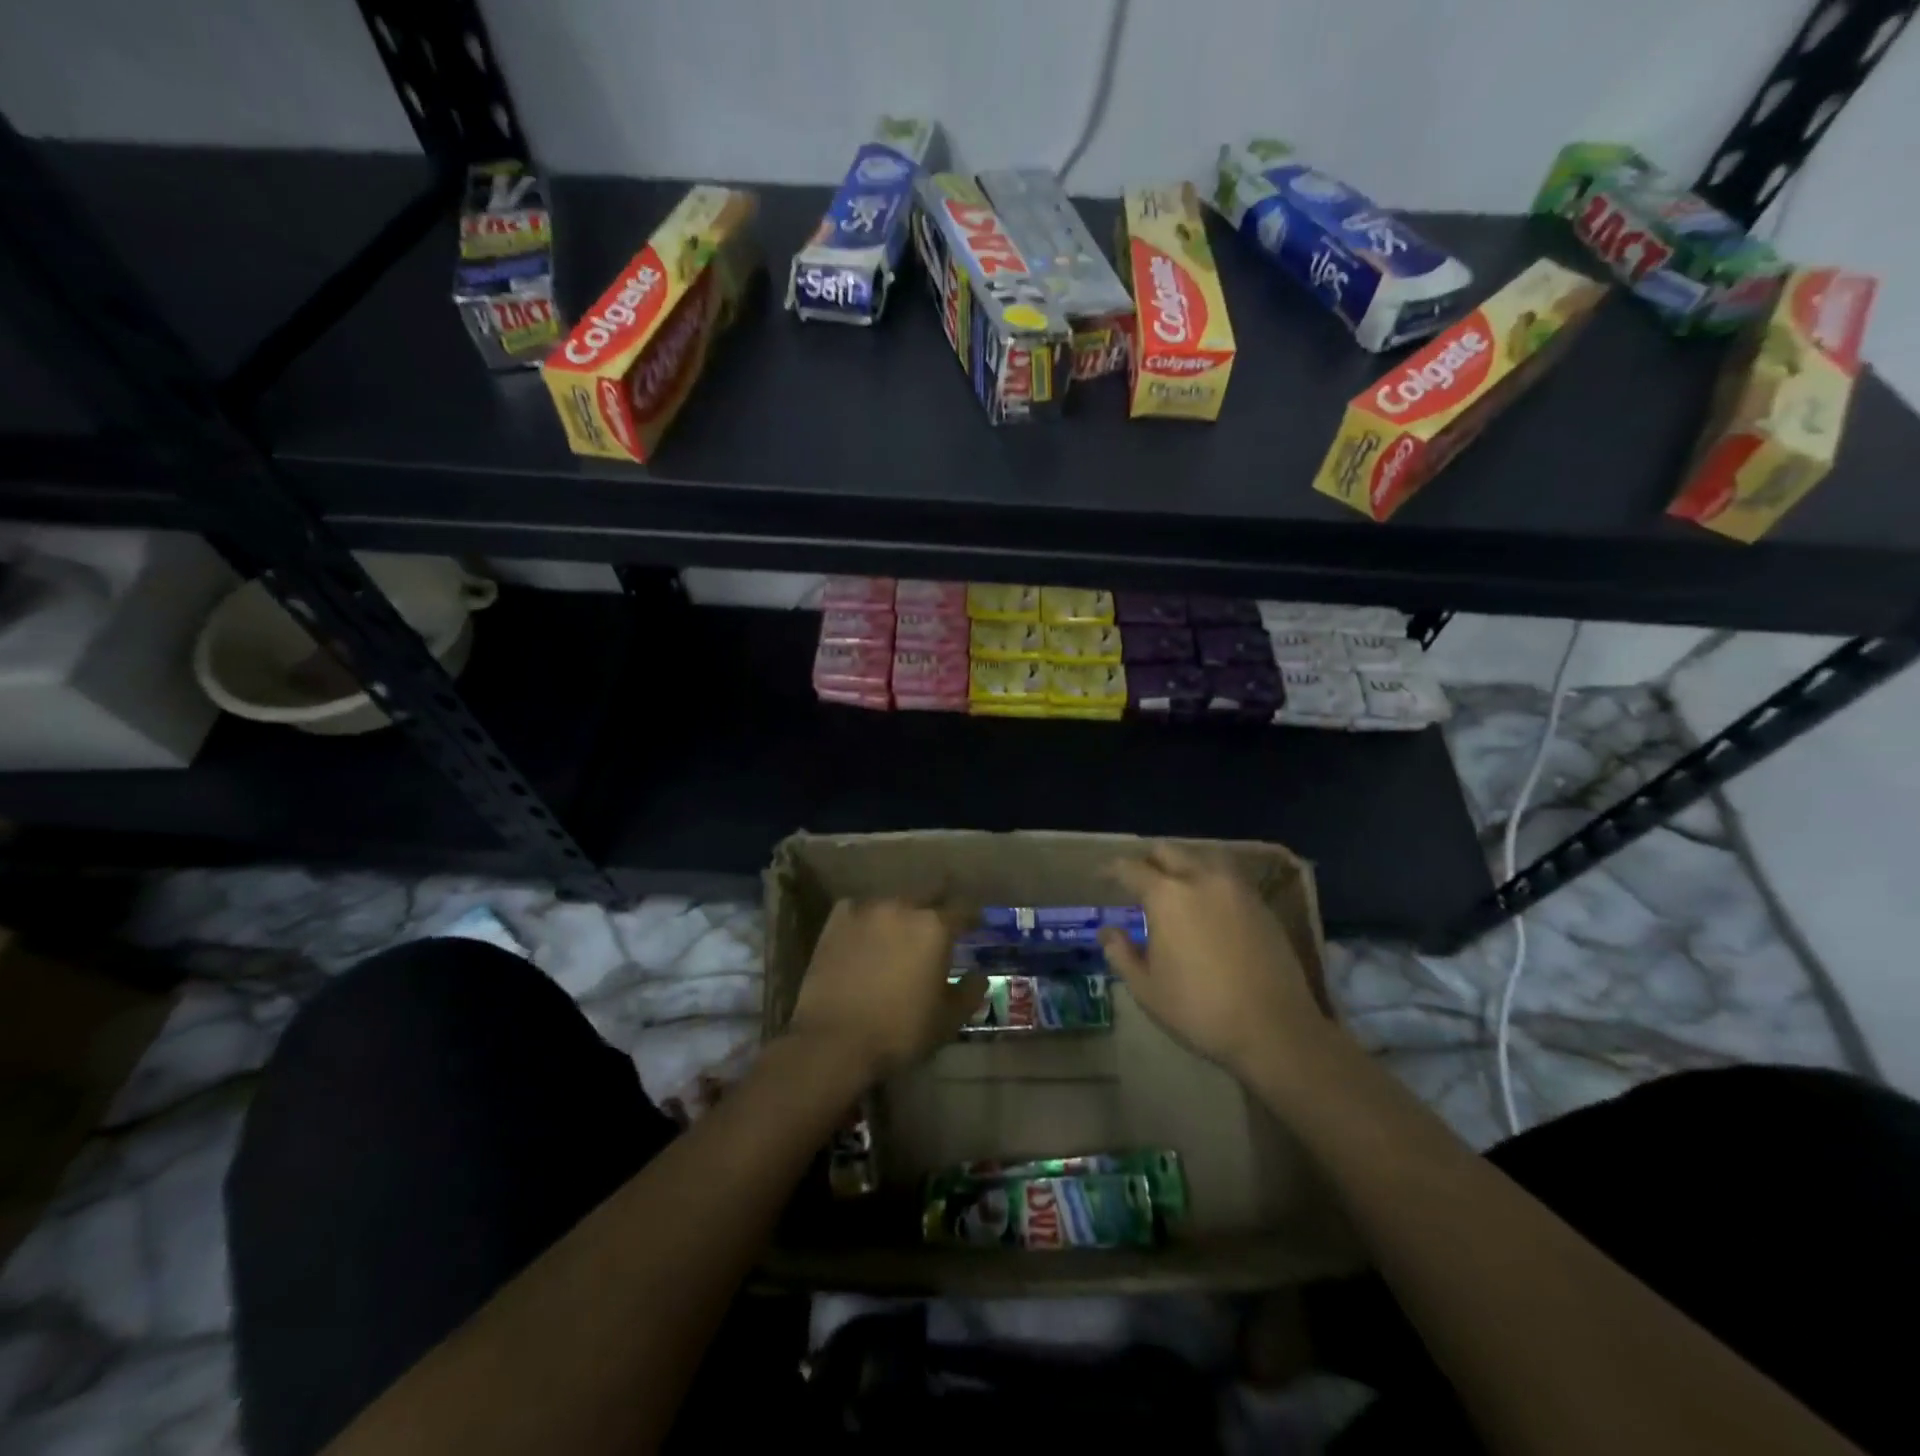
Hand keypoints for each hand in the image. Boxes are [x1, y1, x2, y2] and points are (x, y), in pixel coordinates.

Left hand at [786, 899, 986, 1081]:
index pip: (963, 910)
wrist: (834, 1041)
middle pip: (928, 894)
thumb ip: (970, 992)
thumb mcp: (948, 1019)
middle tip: (941, 919)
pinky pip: (859, 909)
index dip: (973, 917)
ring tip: (901, 928)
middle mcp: (903, 908)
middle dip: (938, 904)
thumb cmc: (900, 1031)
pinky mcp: (836, 921)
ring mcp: (866, 910)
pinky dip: (867, 918)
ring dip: (901, 912)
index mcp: (935, 927)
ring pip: (892, 901)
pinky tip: (866, 932)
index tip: (977, 923)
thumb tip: (979, 975)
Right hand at [1100, 844, 1328, 1076]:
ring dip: (1183, 864)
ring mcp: (1236, 888)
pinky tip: (1207, 902)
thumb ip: (1121, 954)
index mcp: (1166, 895)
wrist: (1274, 1029)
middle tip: (1138, 882)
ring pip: (1203, 856)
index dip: (1111, 870)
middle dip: (1148, 861)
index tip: (1102, 878)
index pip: (1130, 869)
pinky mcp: (1260, 903)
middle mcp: (1201, 879)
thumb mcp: (1146, 989)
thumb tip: (1108, 932)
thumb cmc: (1200, 1010)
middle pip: (1168, 851)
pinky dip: (1210, 878)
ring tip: (1176, 886)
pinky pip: (1228, 875)